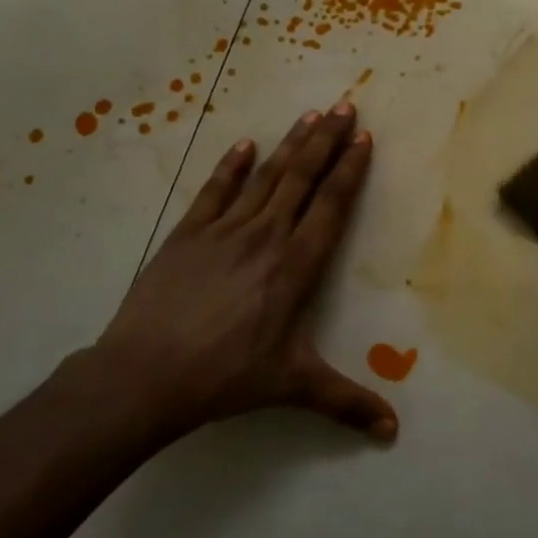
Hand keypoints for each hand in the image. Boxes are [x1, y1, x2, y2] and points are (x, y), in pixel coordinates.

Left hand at [72, 103, 396, 450]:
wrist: (144, 374)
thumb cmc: (225, 377)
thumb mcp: (291, 387)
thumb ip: (345, 402)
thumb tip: (392, 432)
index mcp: (296, 267)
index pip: (331, 206)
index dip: (350, 170)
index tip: (364, 138)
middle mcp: (266, 237)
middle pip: (302, 178)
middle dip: (327, 141)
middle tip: (345, 105)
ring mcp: (224, 231)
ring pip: (265, 177)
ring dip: (290, 144)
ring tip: (310, 115)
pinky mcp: (188, 234)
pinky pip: (215, 191)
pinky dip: (230, 166)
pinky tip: (244, 145)